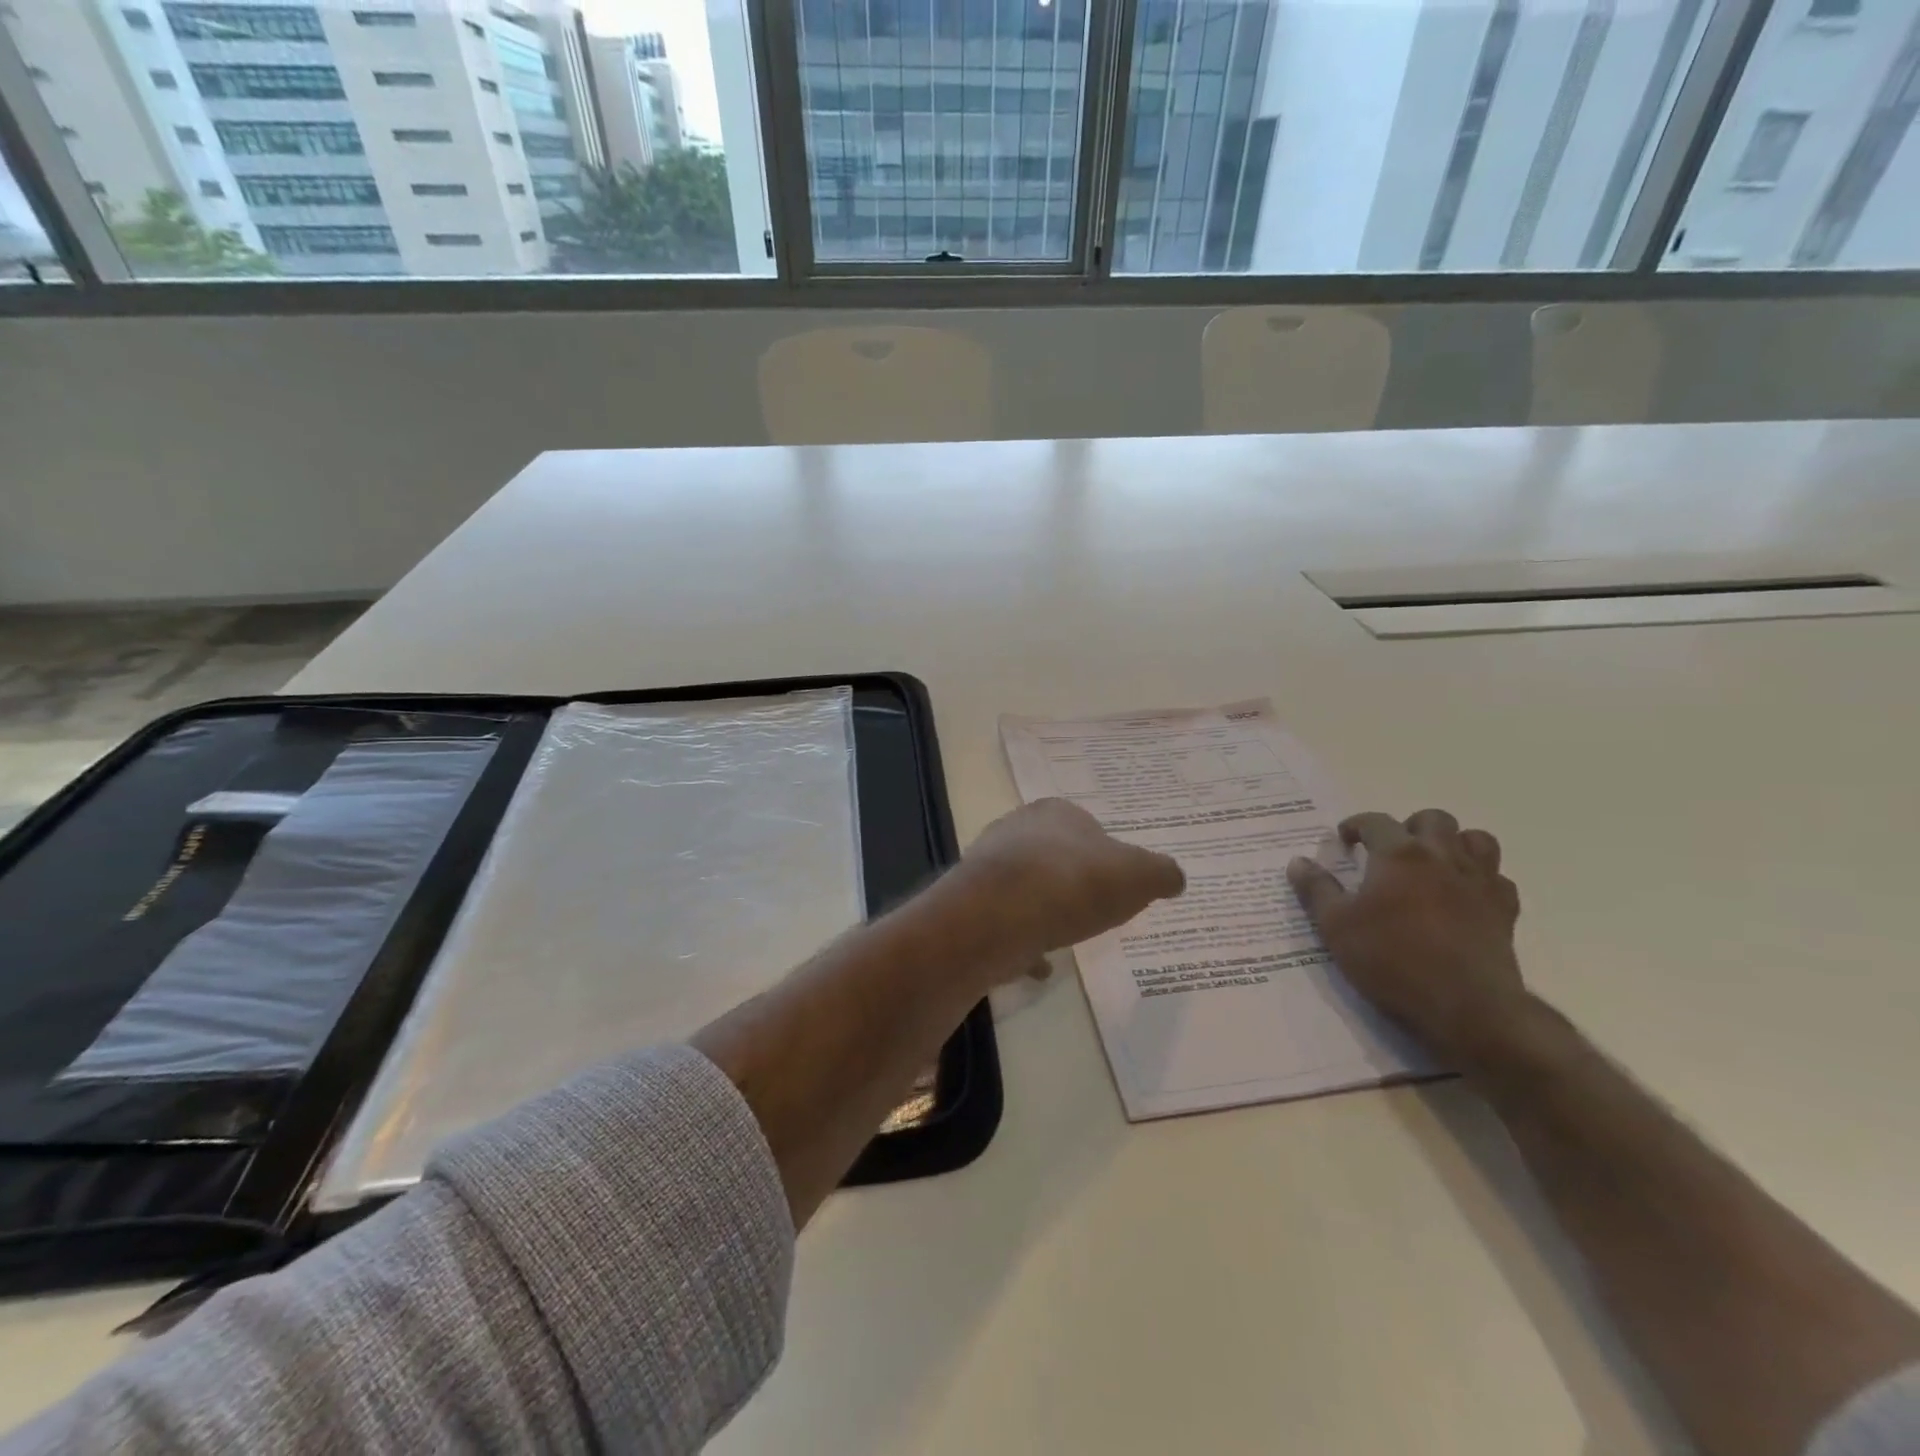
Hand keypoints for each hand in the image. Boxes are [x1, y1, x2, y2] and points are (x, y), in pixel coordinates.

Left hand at [952, 798, 1185, 961]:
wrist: (1000, 914)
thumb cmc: (1075, 883)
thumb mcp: (1139, 876)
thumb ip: (1161, 873)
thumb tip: (1174, 878)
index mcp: (1056, 813)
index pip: (1085, 825)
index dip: (1105, 854)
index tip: (1117, 882)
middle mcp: (1016, 829)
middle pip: (1052, 855)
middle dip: (1071, 880)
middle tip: (1094, 909)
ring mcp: (989, 866)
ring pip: (1026, 887)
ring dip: (1045, 910)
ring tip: (1067, 936)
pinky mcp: (972, 902)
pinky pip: (1005, 923)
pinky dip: (1024, 942)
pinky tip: (1041, 965)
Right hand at [1287, 809, 1526, 1064]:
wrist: (1467, 1006)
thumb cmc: (1392, 960)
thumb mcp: (1336, 927)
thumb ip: (1316, 889)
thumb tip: (1298, 861)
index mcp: (1399, 854)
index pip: (1375, 821)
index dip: (1355, 826)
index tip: (1344, 841)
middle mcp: (1442, 856)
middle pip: (1433, 819)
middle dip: (1409, 826)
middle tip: (1390, 851)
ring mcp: (1479, 881)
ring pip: (1476, 839)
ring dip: (1454, 843)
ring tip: (1434, 864)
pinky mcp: (1505, 910)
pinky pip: (1498, 878)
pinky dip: (1481, 878)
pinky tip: (1464, 896)